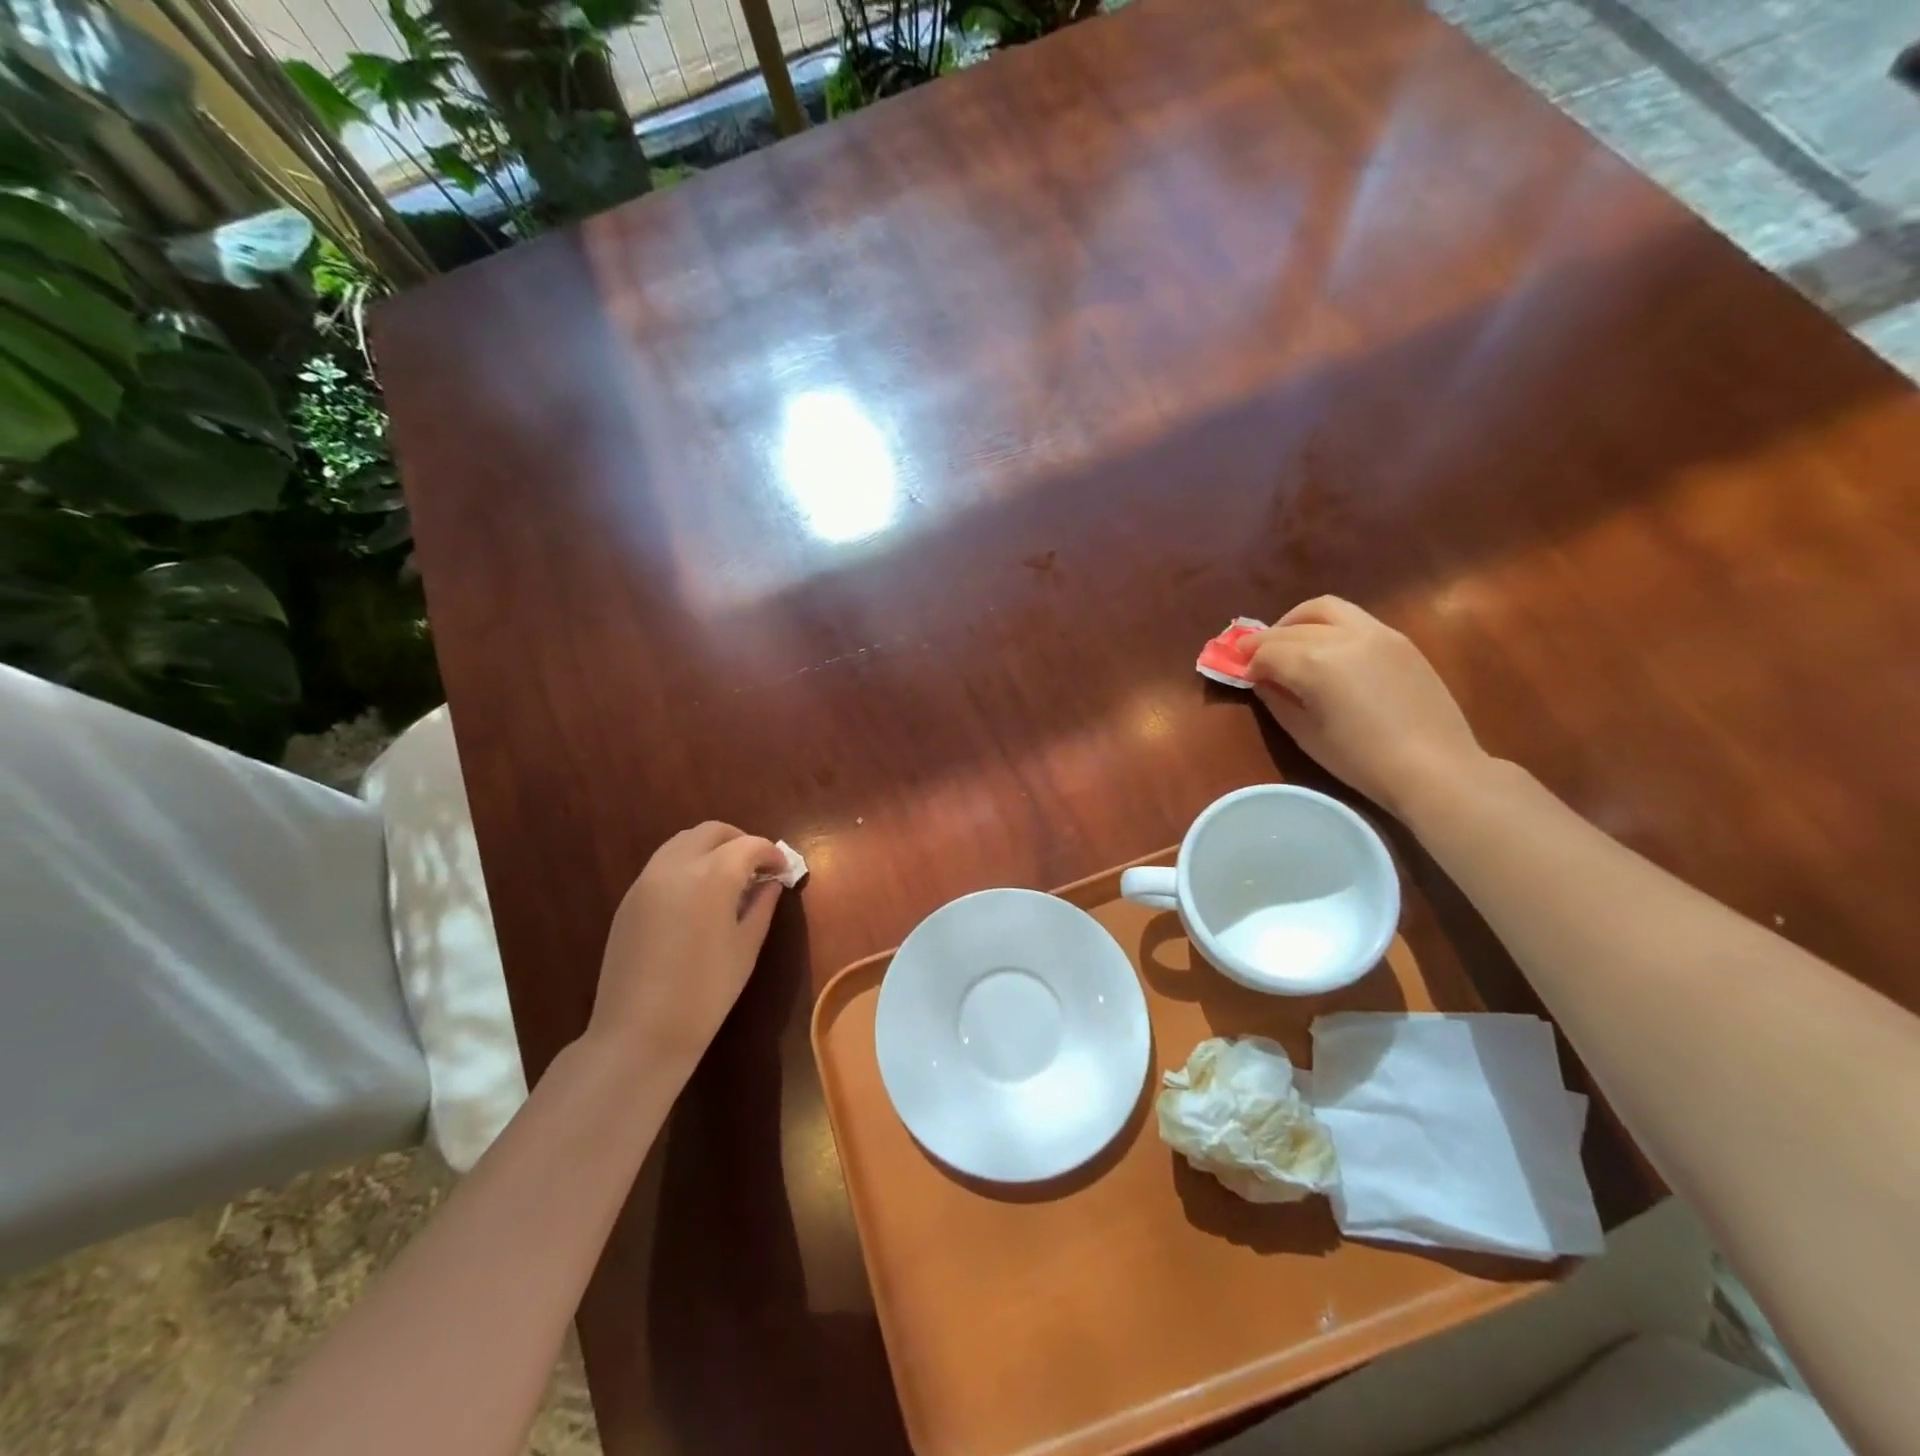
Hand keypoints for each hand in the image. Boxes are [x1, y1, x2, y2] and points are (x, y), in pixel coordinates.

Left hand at [587, 822, 787, 1077]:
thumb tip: (770, 884)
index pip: (749, 845)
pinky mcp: (629, 899)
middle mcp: (676, 866)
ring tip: (728, 878)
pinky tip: (698, 896)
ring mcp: (647, 880)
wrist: (639, 1033)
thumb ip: (761, 906)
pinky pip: (663, 864)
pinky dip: (687, 864)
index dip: (771, 854)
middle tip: (757, 867)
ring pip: (683, 842)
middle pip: (712, 832)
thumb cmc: (705, 993)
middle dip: (740, 841)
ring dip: (711, 848)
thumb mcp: (745, 948)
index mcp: (712, 876)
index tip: (783, 870)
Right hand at [1242, 597, 1487, 818]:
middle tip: (1252, 657)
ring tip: (1287, 641)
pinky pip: (1353, 618)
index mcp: (1316, 664)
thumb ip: (1278, 701)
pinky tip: (1324, 649)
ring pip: (1325, 608)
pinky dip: (1328, 625)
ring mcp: (1376, 633)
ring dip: (1297, 620)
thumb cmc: (1362, 761)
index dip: (1249, 664)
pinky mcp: (1399, 639)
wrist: (1435, 767)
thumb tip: (1264, 682)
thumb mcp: (1306, 735)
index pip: (1268, 652)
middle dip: (1266, 640)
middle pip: (1292, 628)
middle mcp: (1344, 637)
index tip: (1243, 677)